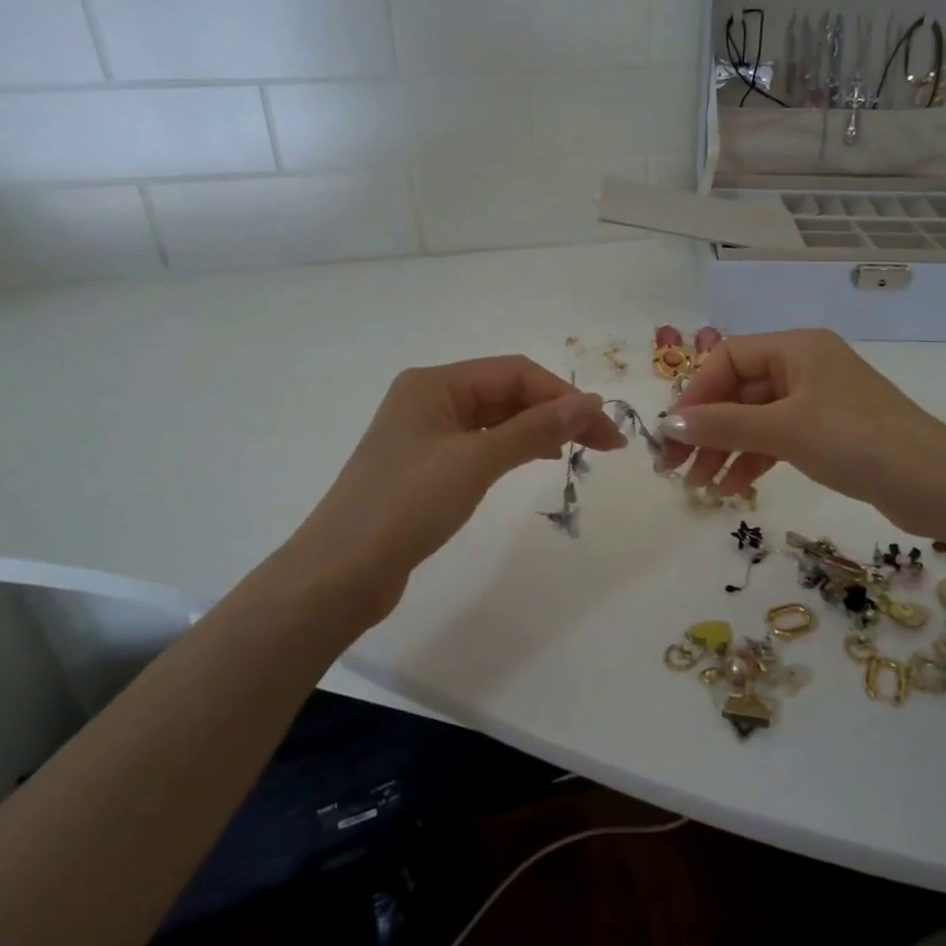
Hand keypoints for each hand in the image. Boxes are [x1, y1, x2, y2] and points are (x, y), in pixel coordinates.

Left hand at [279, 356, 624, 597]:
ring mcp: (427, 432)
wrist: (340, 572)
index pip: (515, 373)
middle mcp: (430, 398)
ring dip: (539, 429)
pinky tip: (537, 458)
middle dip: (557, 412)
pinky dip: (514, 447)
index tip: (604, 426)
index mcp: (435, 383)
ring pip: (497, 418)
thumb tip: (589, 404)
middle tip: (605, 444)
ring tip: (580, 450)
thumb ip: (534, 429)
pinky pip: (482, 442)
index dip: (564, 395)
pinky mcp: (427, 465)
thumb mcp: (476, 462)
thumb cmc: (406, 506)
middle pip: (508, 392)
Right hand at [656, 329, 945, 534]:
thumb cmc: (856, 442)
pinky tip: (734, 488)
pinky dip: (754, 459)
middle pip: (739, 391)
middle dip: (708, 429)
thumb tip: (668, 423)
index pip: (728, 359)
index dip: (696, 394)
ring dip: (726, 450)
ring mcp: (818, 400)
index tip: (674, 433)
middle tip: (677, 467)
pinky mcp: (829, 432)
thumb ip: (723, 426)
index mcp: (796, 348)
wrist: (935, 483)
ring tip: (701, 487)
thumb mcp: (784, 430)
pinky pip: (778, 438)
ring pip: (756, 419)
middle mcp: (805, 366)